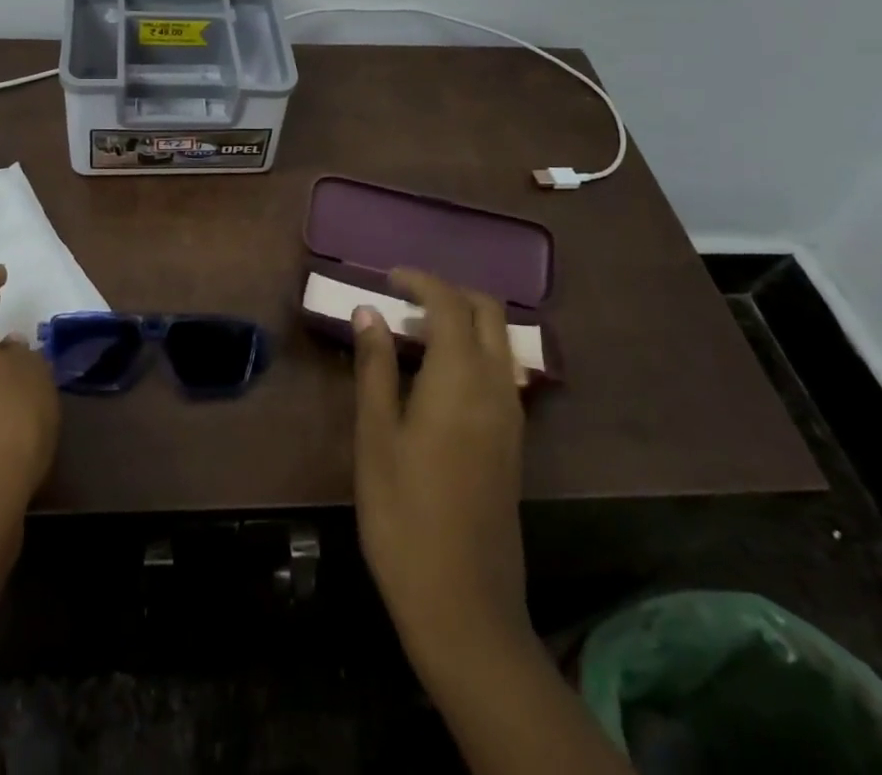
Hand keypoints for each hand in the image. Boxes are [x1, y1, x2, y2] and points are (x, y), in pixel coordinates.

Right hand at [352, 268, 528, 665]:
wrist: (463, 604)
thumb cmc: (404, 514)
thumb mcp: (376, 435)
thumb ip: (375, 366)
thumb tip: (368, 311)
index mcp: (461, 377)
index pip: (449, 302)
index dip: (419, 281)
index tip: (387, 278)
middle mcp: (496, 386)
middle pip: (487, 312)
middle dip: (449, 292)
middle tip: (404, 300)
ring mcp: (511, 416)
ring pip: (499, 341)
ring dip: (464, 321)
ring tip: (415, 334)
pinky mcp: (513, 442)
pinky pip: (500, 371)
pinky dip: (473, 351)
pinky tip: (437, 376)